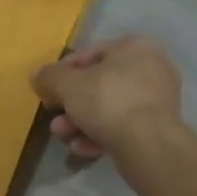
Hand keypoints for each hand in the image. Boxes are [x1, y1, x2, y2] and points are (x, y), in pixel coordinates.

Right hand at [32, 36, 182, 160]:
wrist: (148, 145)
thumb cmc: (108, 101)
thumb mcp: (68, 85)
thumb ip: (49, 77)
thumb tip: (38, 75)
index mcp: (135, 47)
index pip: (91, 53)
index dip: (63, 72)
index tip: (47, 89)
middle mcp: (152, 68)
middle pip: (100, 84)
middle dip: (71, 103)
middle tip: (54, 118)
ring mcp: (158, 100)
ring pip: (110, 108)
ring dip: (81, 122)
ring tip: (63, 136)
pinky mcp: (158, 128)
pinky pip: (123, 126)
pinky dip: (101, 135)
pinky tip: (82, 148)